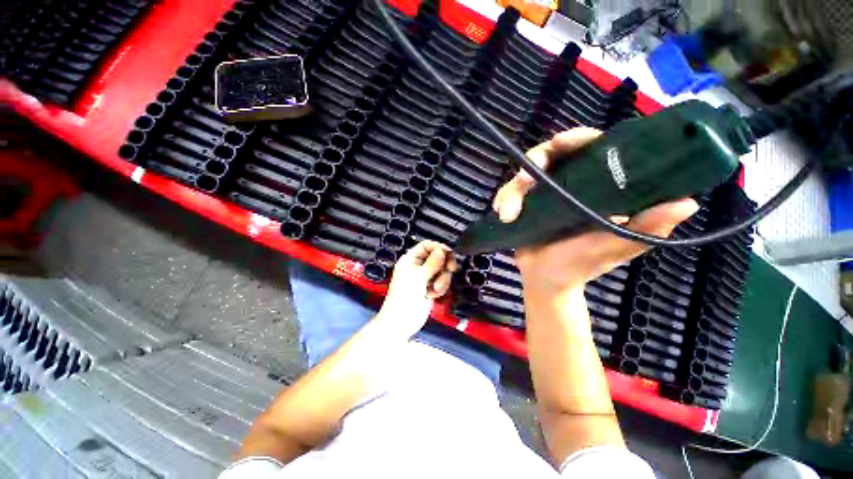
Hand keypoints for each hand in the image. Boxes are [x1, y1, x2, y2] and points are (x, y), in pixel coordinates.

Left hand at [377, 240, 457, 338]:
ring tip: (434, 289)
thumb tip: (442, 250)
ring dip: (442, 280)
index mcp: (411, 260)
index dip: (439, 247)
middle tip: (450, 269)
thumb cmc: (405, 297)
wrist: (402, 322)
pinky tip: (433, 295)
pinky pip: (442, 281)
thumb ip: (432, 262)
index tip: (449, 253)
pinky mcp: (431, 288)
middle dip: (444, 265)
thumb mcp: (419, 277)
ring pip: (442, 270)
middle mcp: (418, 266)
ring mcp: (425, 277)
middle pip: (438, 257)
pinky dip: (441, 288)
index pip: (427, 246)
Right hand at [493, 128, 698, 295]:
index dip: (578, 139)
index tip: (562, 142)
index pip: (591, 150)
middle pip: (551, 155)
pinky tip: (503, 213)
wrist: (545, 279)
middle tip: (523, 177)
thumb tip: (687, 203)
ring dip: (512, 190)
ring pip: (524, 174)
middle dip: (535, 161)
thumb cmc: (581, 264)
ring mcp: (544, 193)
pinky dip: (503, 199)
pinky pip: (509, 192)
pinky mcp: (524, 203)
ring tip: (508, 213)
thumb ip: (646, 227)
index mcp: (597, 187)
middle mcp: (570, 184)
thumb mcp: (614, 245)